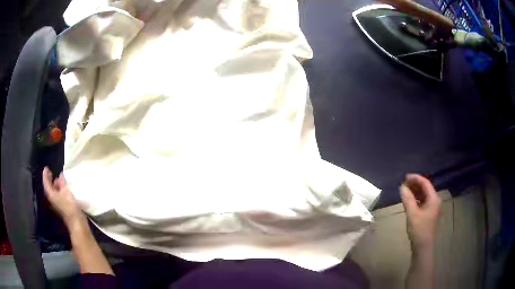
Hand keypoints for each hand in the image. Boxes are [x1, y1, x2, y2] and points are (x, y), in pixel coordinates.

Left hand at [43, 167, 84, 226]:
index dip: (45, 175)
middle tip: (52, 172)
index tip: (46, 168)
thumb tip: (60, 175)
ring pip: (55, 192)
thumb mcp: (67, 191)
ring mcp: (58, 204)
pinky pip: (60, 196)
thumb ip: (63, 183)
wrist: (77, 222)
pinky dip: (62, 191)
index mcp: (51, 195)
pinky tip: (66, 189)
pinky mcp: (63, 207)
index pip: (46, 183)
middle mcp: (53, 199)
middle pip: (50, 188)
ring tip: (60, 179)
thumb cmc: (70, 206)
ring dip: (57, 185)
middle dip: (51, 180)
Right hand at [400, 174, 440, 251]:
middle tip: (403, 183)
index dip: (415, 178)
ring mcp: (432, 207)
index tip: (405, 177)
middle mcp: (435, 200)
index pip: (425, 183)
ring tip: (405, 190)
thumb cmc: (419, 230)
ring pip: (423, 194)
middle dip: (414, 184)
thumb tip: (402, 187)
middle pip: (425, 188)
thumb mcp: (412, 214)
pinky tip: (409, 200)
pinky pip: (422, 201)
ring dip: (415, 191)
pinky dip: (416, 198)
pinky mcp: (429, 213)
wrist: (423, 247)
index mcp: (433, 199)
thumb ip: (407, 199)